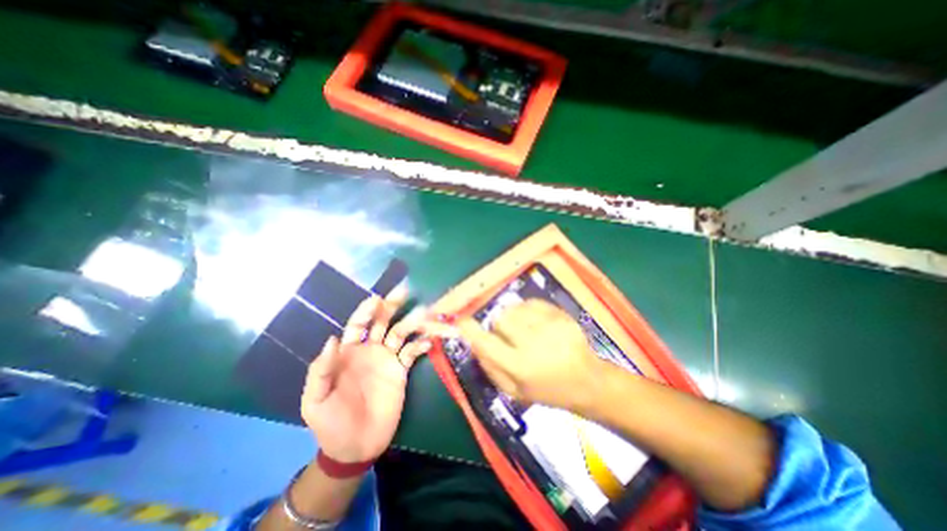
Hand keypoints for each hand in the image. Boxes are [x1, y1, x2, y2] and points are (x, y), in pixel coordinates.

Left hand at [302, 286, 434, 464]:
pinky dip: (420, 345)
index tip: (376, 299)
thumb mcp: (315, 400)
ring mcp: (387, 359)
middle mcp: (370, 350)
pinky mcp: (401, 371)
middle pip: (382, 322)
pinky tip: (426, 342)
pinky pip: (412, 353)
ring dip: (411, 323)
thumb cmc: (330, 423)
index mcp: (348, 353)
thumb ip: (321, 370)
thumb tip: (332, 339)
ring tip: (423, 314)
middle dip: (391, 306)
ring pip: (400, 333)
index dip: (366, 312)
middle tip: (403, 291)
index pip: (358, 325)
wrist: (354, 448)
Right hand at [456, 299, 602, 409]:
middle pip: (500, 319)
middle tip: (509, 336)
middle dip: (499, 326)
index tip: (461, 321)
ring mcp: (549, 326)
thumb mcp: (515, 392)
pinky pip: (531, 302)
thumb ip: (491, 368)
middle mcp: (532, 343)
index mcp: (519, 367)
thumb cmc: (548, 390)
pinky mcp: (560, 315)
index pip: (486, 343)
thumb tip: (474, 343)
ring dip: (513, 317)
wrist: (588, 381)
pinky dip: (527, 310)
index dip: (470, 330)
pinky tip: (537, 323)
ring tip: (524, 329)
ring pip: (514, 309)